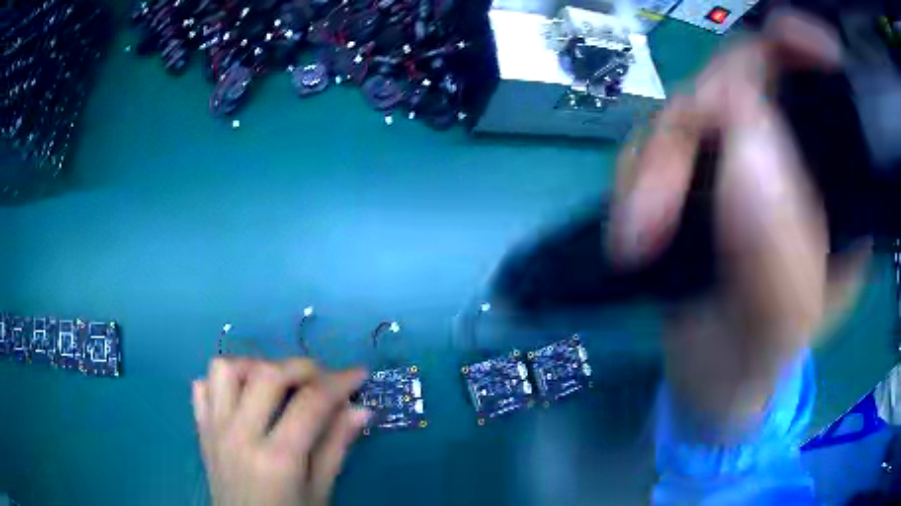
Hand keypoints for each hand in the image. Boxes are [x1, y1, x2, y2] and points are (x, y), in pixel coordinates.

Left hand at [192, 358, 369, 505]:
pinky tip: (243, 396)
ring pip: (225, 369)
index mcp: (277, 459)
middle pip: (267, 375)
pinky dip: (223, 382)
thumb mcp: (320, 491)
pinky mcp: (201, 430)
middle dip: (302, 367)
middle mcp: (240, 435)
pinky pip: (202, 387)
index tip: (359, 374)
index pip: (310, 403)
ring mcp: (214, 430)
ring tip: (277, 384)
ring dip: (255, 367)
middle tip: (324, 379)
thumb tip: (361, 409)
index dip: (340, 382)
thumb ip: (336, 447)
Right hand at [608, 10, 870, 426]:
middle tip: (657, 202)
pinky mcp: (696, 171)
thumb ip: (778, 252)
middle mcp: (793, 157)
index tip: (786, 39)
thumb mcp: (778, 326)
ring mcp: (740, 158)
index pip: (824, 91)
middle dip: (697, 124)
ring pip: (689, 109)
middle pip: (744, 82)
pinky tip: (635, 227)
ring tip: (638, 236)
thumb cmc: (755, 361)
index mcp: (837, 190)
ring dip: (654, 163)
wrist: (710, 378)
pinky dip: (635, 176)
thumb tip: (746, 141)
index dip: (802, 51)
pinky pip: (655, 141)